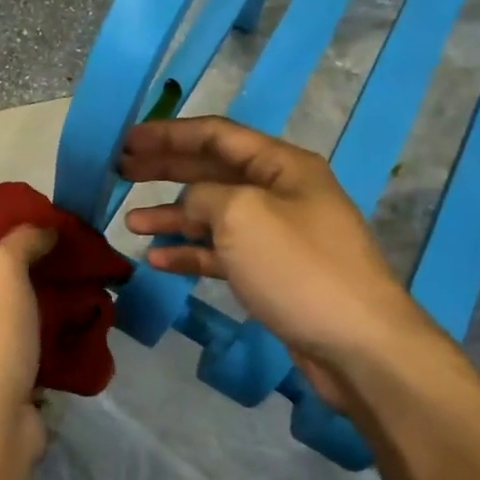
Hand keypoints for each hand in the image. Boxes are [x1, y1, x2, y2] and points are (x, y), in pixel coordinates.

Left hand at [0, 225, 57, 457]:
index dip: (2, 243)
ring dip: (41, 313)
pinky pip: (27, 356)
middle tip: (66, 268)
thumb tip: (42, 229)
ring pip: (12, 325)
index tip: (40, 237)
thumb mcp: (1, 268)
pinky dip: (48, 345)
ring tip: (78, 298)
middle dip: (28, 279)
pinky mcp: (1, 389)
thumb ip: (20, 240)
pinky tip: (74, 335)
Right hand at [119, 117, 447, 417]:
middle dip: (166, 169)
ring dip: (171, 216)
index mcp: (281, 165)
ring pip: (213, 214)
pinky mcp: (270, 273)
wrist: (358, 344)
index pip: (216, 135)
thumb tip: (190, 204)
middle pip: (212, 171)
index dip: (169, 134)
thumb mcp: (242, 215)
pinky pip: (221, 253)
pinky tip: (157, 260)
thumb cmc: (298, 267)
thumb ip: (203, 196)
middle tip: (122, 172)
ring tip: (131, 222)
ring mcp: (275, 235)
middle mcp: (279, 192)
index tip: (128, 140)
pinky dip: (190, 253)